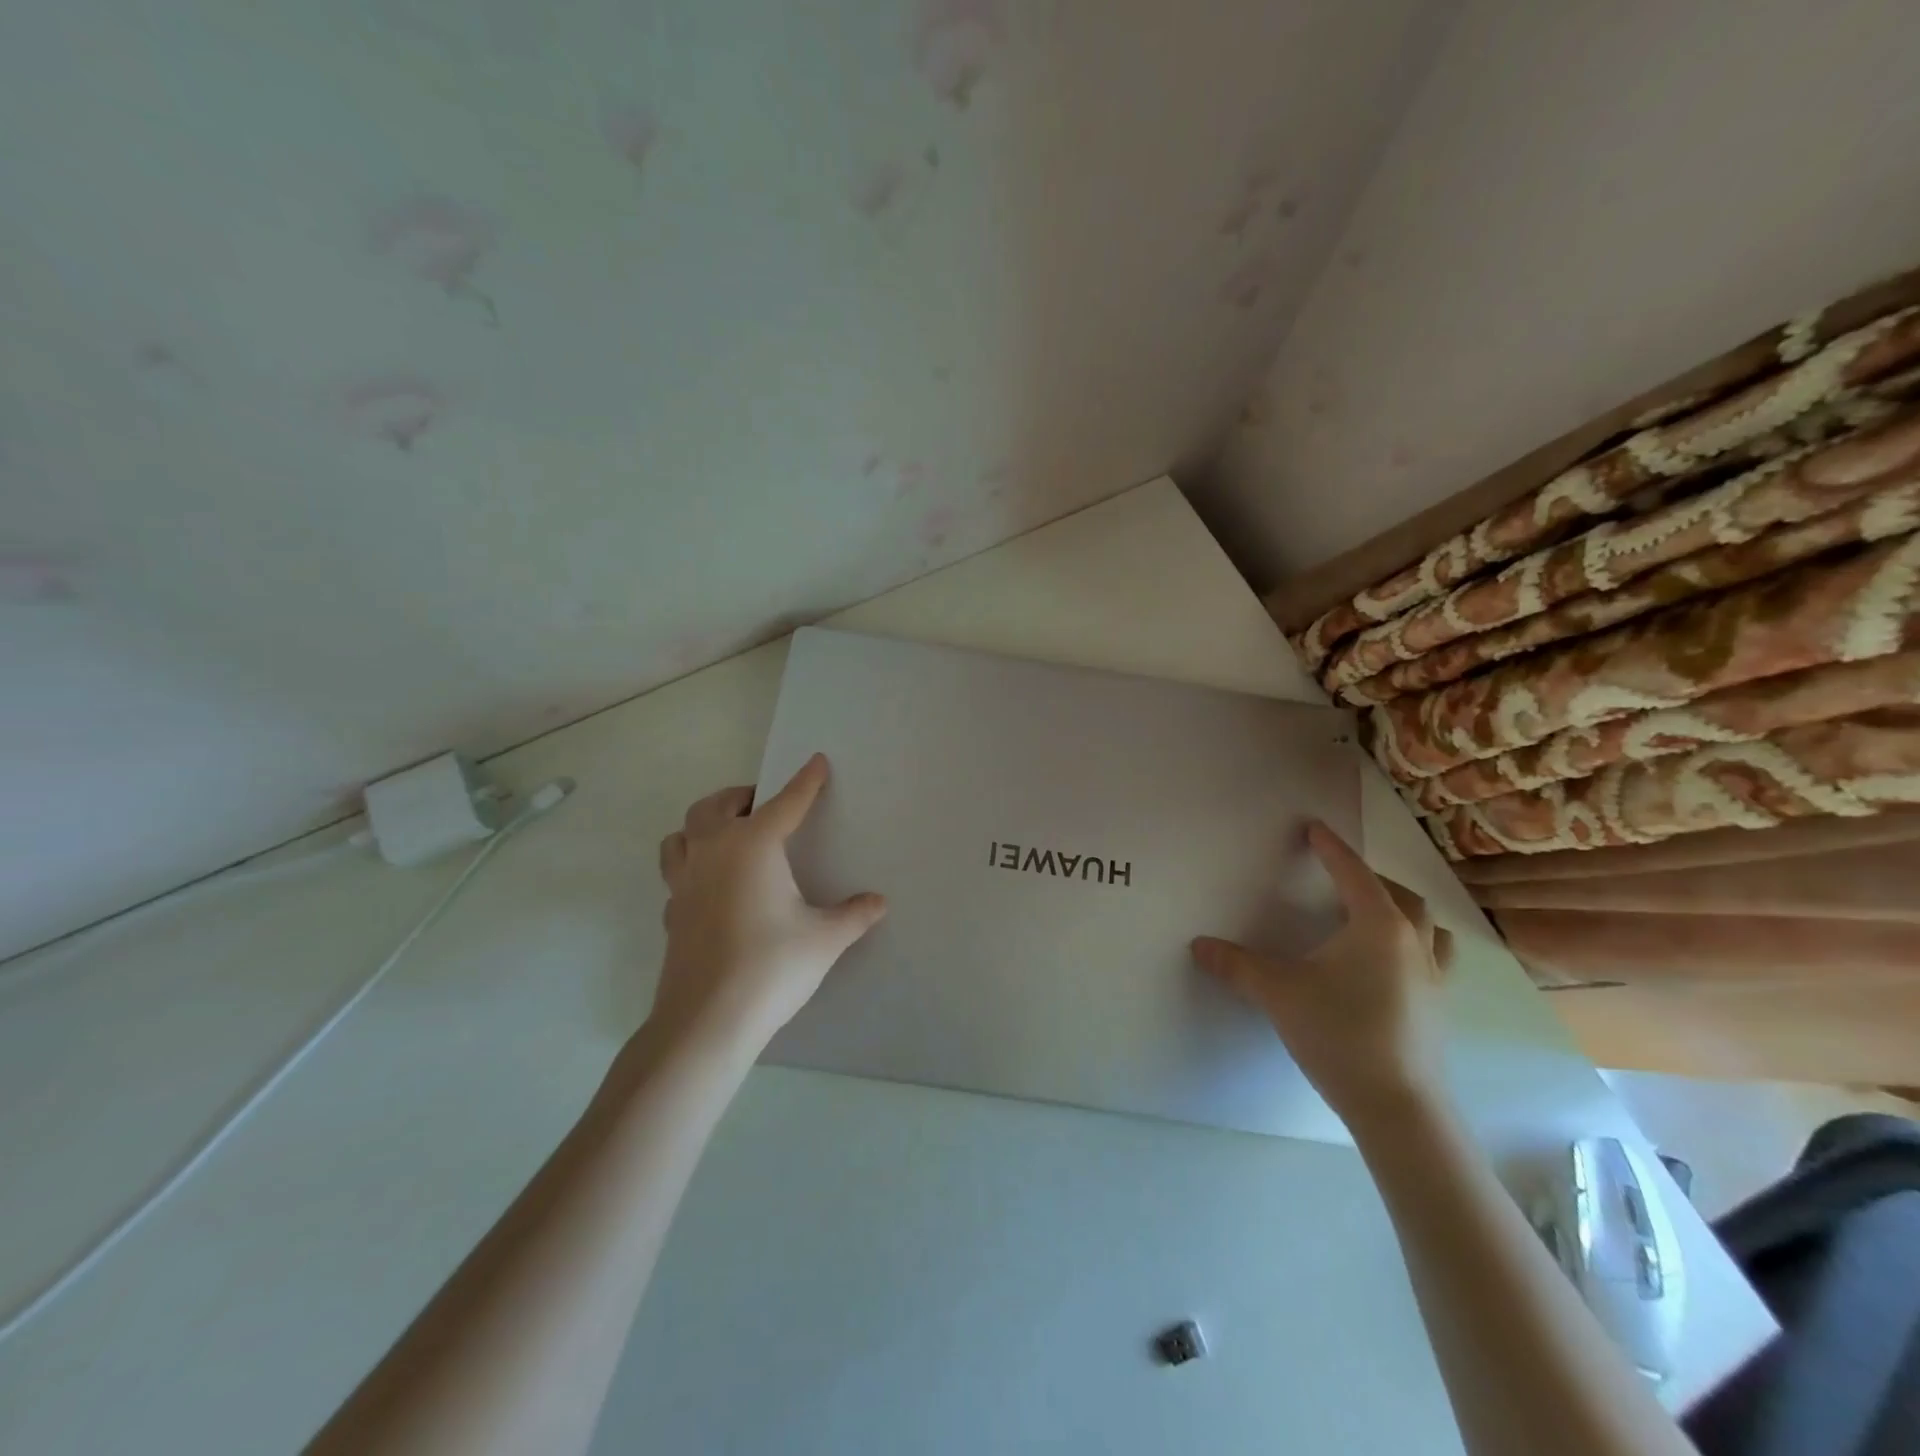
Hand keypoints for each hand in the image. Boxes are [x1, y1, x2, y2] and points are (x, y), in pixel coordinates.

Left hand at [653, 753, 885, 1049]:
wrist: (708, 1019)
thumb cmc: (772, 967)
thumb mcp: (825, 939)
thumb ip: (853, 915)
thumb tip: (878, 902)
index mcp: (753, 846)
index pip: (786, 802)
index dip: (805, 782)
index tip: (816, 762)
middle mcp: (713, 853)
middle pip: (715, 806)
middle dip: (740, 796)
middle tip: (762, 803)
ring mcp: (684, 883)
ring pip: (681, 835)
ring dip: (703, 825)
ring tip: (727, 835)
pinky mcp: (671, 913)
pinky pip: (676, 874)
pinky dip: (693, 867)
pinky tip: (712, 887)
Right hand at [1191, 821, 1454, 1125]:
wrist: (1398, 1107)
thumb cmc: (1338, 1034)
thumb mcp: (1277, 993)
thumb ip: (1236, 965)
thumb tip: (1198, 946)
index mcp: (1378, 927)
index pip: (1353, 874)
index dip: (1331, 848)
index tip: (1315, 829)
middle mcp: (1413, 944)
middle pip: (1402, 896)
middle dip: (1372, 879)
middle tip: (1343, 877)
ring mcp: (1434, 979)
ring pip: (1430, 928)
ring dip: (1406, 912)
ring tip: (1381, 916)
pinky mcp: (1440, 1010)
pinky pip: (1435, 960)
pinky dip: (1417, 947)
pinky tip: (1394, 968)